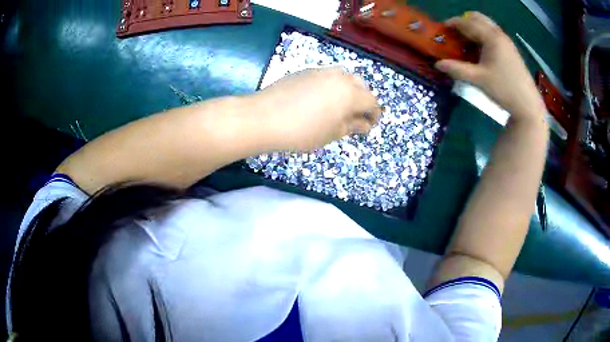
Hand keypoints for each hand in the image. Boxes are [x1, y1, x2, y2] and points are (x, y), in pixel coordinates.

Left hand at [247, 67, 380, 150]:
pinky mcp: (305, 71)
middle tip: (356, 115)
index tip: (370, 125)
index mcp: (351, 94)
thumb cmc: (302, 131)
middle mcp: (339, 77)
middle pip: (361, 85)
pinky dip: (332, 86)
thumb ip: (351, 127)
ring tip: (340, 106)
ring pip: (344, 77)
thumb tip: (364, 124)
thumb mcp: (331, 134)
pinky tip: (321, 99)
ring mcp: (321, 71)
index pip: (372, 102)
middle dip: (363, 99)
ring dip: (348, 90)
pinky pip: (327, 76)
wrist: (263, 117)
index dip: (374, 114)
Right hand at [435, 12, 545, 120]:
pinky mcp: (511, 50)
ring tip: (466, 43)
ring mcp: (507, 42)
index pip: (468, 22)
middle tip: (455, 34)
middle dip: (464, 22)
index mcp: (491, 37)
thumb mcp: (478, 79)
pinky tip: (481, 51)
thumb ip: (457, 69)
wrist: (528, 105)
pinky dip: (483, 36)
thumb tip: (438, 64)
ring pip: (487, 26)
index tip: (442, 29)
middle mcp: (499, 34)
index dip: (453, 23)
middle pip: (478, 18)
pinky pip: (493, 35)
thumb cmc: (504, 89)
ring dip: (474, 29)